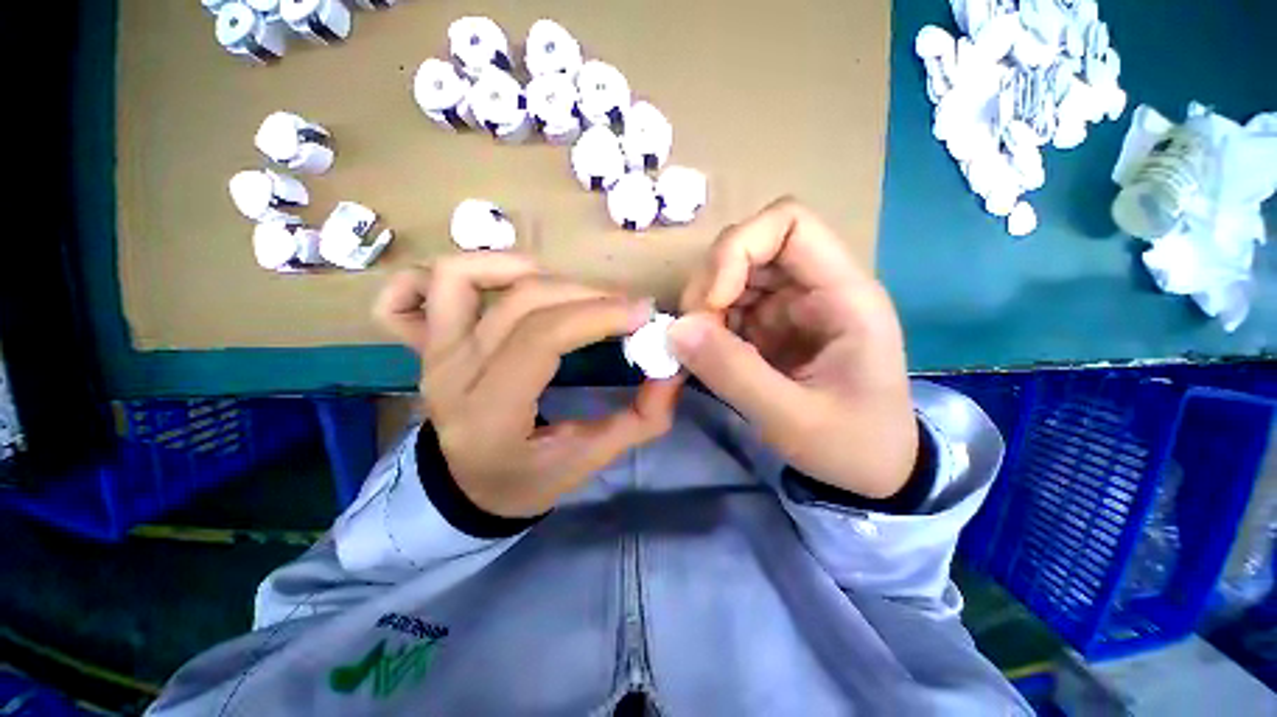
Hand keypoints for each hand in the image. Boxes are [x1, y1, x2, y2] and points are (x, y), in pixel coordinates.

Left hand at [376, 254, 679, 517]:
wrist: (468, 488)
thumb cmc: (528, 479)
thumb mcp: (590, 461)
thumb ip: (640, 420)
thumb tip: (672, 371)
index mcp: (490, 413)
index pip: (541, 339)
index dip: (597, 315)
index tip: (643, 313)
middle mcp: (451, 374)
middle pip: (520, 303)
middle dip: (586, 295)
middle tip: (625, 307)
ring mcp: (429, 353)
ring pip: (461, 277)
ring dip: (525, 269)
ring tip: (569, 290)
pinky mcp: (423, 344)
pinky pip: (409, 291)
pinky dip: (452, 274)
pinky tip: (498, 281)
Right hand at [674, 198, 916, 498]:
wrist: (873, 469)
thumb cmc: (852, 444)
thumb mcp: (792, 418)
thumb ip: (733, 372)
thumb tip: (674, 330)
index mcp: (843, 294)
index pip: (789, 222)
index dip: (738, 249)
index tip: (712, 302)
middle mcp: (816, 287)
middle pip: (749, 246)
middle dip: (711, 283)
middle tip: (694, 334)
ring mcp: (791, 306)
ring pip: (732, 275)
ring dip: (705, 306)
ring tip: (699, 349)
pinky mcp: (772, 326)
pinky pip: (729, 307)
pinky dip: (708, 325)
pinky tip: (708, 354)